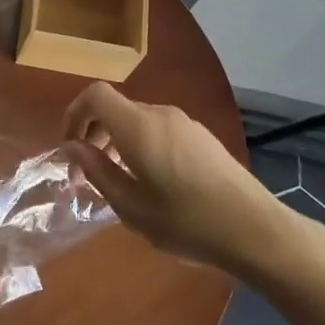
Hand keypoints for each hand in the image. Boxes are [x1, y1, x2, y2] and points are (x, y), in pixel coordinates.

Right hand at [62, 83, 281, 269]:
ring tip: (118, 181)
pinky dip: (142, 144)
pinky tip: (152, 182)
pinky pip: (159, 130)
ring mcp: (185, 123)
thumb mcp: (131, 206)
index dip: (75, 114)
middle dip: (94, 134)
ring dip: (118, 141)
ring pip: (138, 120)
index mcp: (138, 126)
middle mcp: (160, 114)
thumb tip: (73, 148)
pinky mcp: (202, 136)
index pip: (95, 95)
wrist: (254, 228)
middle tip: (87, 174)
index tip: (70, 147)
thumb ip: (98, 171)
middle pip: (116, 108)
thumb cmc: (185, 221)